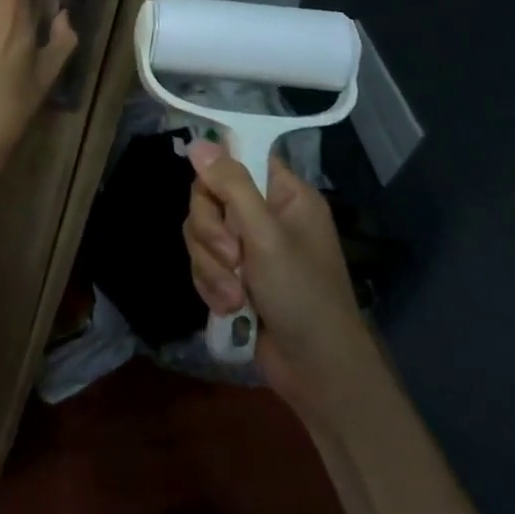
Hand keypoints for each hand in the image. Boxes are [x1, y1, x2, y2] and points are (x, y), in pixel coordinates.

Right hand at [183, 142, 370, 416]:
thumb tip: (198, 143)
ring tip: (233, 296)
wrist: (316, 370)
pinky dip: (212, 285)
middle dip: (211, 233)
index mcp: (285, 194)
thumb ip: (231, 186)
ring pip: (202, 233)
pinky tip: (230, 308)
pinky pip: (205, 263)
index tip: (211, 196)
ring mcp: (250, 247)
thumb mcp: (266, 236)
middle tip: (231, 256)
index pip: (239, 159)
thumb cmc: (302, 294)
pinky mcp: (236, 277)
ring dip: (211, 266)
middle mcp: (266, 214)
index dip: (218, 174)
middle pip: (210, 197)